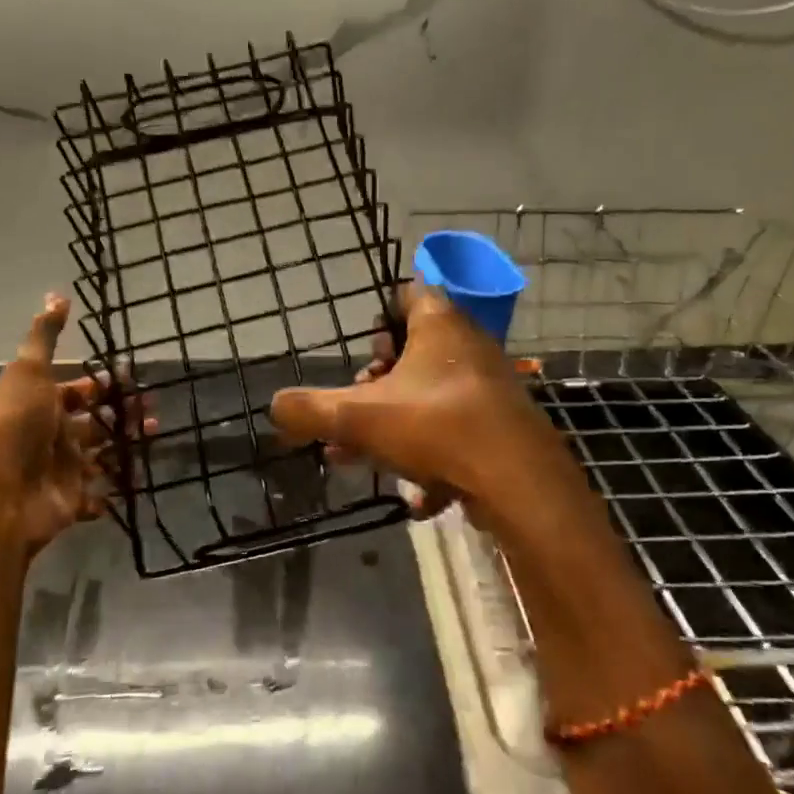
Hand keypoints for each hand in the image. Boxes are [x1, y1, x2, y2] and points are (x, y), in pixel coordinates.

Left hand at [0, 294, 153, 554]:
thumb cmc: (16, 425)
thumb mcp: (29, 372)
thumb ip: (45, 336)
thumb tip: (56, 294)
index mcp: (40, 405)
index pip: (76, 391)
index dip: (101, 383)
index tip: (132, 375)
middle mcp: (50, 436)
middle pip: (93, 422)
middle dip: (122, 413)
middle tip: (152, 408)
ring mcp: (60, 471)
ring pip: (101, 455)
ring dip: (126, 446)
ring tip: (155, 434)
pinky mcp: (70, 503)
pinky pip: (98, 496)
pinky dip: (116, 490)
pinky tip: (137, 479)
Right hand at [269, 284, 571, 520]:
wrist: (519, 482)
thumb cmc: (436, 427)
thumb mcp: (357, 417)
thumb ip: (309, 409)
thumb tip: (274, 406)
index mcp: (439, 324)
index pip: (407, 295)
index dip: (380, 319)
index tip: (364, 351)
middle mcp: (469, 345)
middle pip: (416, 352)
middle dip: (379, 385)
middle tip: (357, 411)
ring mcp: (490, 386)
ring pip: (432, 397)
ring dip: (398, 425)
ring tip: (368, 458)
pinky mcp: (503, 426)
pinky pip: (457, 432)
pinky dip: (434, 459)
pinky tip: (419, 498)